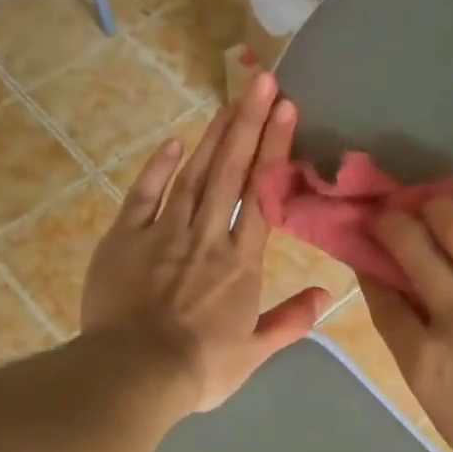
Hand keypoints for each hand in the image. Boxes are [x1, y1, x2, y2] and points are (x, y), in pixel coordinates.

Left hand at [82, 74, 329, 414]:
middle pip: (230, 173)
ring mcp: (164, 233)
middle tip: (261, 79)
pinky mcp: (125, 238)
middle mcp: (207, 237)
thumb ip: (290, 321)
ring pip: (193, 176)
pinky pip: (145, 195)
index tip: (287, 110)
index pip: (262, 196)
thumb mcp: (253, 353)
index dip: (275, 151)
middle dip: (248, 124)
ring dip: (213, 136)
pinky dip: (159, 168)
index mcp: (241, 263)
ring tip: (230, 100)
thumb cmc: (200, 368)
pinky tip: (174, 144)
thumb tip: (327, 295)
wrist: (136, 372)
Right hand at [364, 200, 452, 451]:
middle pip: (414, 249)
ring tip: (440, 205)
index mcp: (424, 359)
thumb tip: (419, 328)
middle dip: (394, 223)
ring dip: (443, 209)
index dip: (369, 266)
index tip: (366, 253)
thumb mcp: (443, 416)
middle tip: (391, 214)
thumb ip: (427, 365)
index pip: (384, 297)